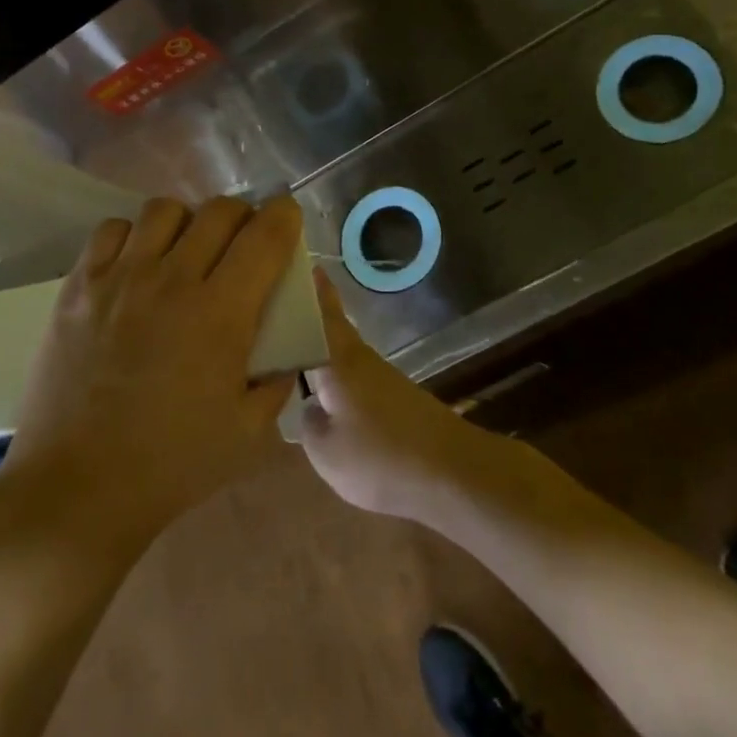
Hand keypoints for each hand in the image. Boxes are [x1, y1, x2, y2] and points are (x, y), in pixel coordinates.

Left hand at [0, 196, 301, 553]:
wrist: (76, 490)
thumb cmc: (171, 466)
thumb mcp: (248, 433)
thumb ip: (277, 380)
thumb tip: (285, 346)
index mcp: (221, 313)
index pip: (264, 236)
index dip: (284, 216)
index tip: (287, 217)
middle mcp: (172, 280)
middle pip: (218, 211)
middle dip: (242, 216)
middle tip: (241, 242)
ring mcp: (120, 278)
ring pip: (164, 210)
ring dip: (187, 222)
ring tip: (184, 251)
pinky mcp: (79, 286)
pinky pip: (112, 230)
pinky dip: (133, 235)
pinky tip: (136, 265)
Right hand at [298, 272, 518, 520]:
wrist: (453, 473)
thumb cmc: (381, 457)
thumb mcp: (326, 452)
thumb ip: (308, 424)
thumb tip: (309, 406)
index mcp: (340, 361)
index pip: (322, 314)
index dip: (312, 290)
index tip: (303, 263)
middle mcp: (362, 360)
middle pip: (333, 330)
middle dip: (312, 318)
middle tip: (283, 312)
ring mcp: (384, 379)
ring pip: (344, 356)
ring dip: (323, 351)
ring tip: (294, 358)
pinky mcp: (398, 400)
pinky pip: (357, 380)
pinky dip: (338, 380)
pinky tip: (328, 400)